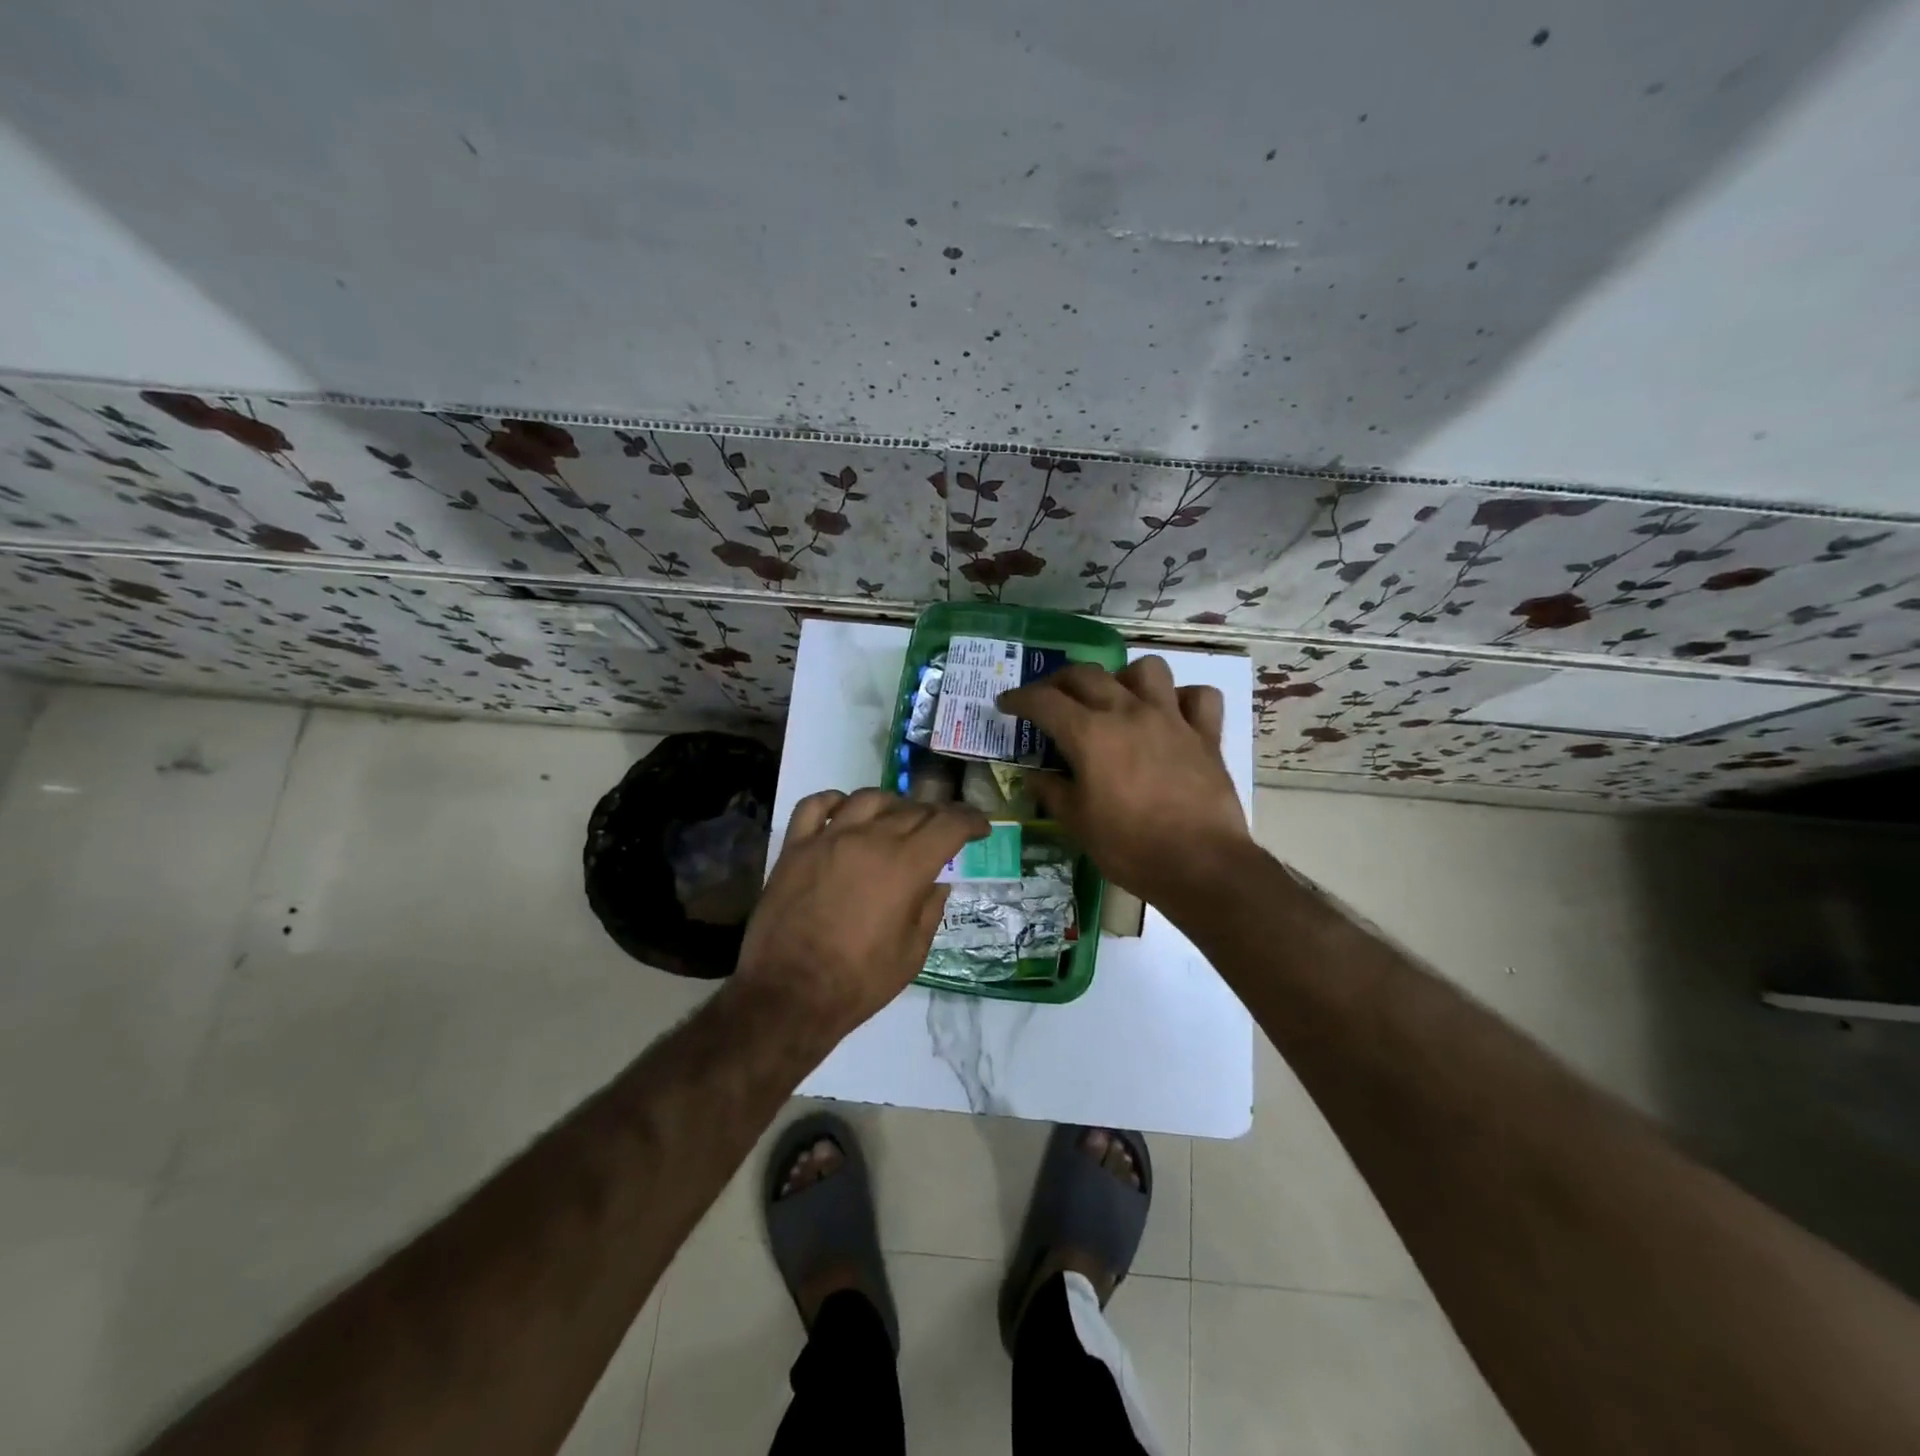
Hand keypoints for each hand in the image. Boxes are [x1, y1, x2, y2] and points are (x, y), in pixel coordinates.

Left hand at [734, 788, 988, 1037]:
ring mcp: (828, 839)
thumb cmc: (858, 982)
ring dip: (892, 805)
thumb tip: (936, 881)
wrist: (788, 995)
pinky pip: (815, 805)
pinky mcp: (794, 847)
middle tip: (943, 831)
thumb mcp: (913, 953)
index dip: (971, 821)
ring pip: (869, 799)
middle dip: (937, 816)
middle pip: (913, 809)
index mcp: (906, 866)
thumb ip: (929, 909)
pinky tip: (844, 813)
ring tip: (897, 820)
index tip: (981, 829)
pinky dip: (835, 801)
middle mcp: (870, 839)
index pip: (949, 824)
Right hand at [998, 656, 1251, 909]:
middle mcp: (1128, 712)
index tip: (1006, 704)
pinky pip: (1199, 696)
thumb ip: (1052, 792)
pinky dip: (1183, 699)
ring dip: (1125, 678)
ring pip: (1147, 669)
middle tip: (1049, 699)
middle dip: (1059, 681)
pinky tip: (1172, 715)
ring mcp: (1171, 718)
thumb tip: (1034, 776)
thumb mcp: (1077, 824)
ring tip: (1117, 699)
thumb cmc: (1129, 847)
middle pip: (1087, 674)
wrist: (1200, 865)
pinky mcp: (1205, 734)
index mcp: (1090, 734)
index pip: (1044, 701)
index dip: (1019, 698)